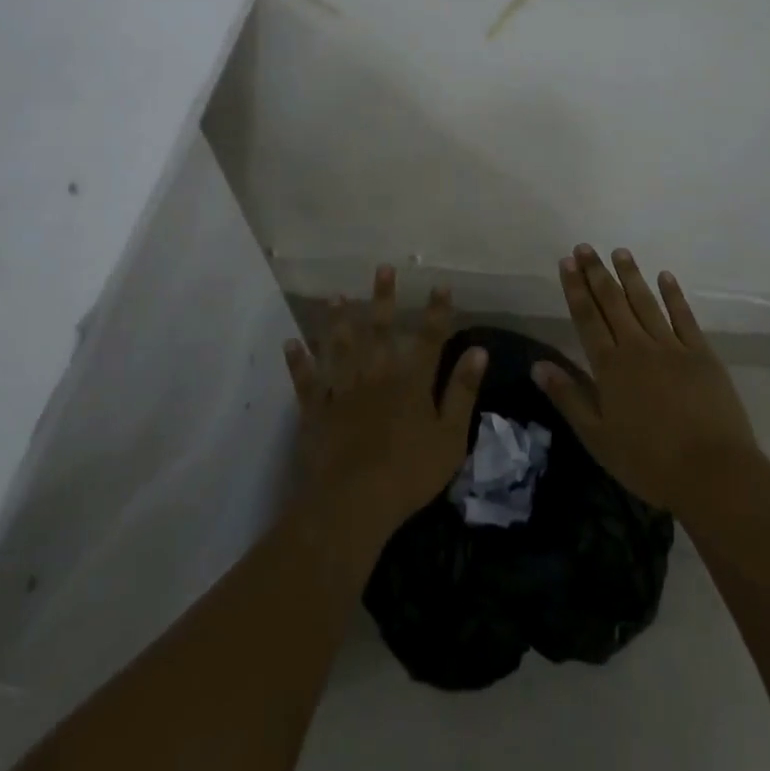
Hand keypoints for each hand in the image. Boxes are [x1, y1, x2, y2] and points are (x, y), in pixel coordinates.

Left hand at [283, 264, 486, 541]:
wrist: (354, 502)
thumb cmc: (409, 473)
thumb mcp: (450, 437)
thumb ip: (462, 392)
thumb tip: (479, 351)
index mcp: (411, 383)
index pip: (428, 339)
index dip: (436, 312)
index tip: (440, 284)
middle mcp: (376, 376)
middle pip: (380, 331)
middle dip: (383, 298)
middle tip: (382, 268)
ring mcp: (343, 391)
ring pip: (340, 348)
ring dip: (337, 321)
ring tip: (334, 296)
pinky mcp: (317, 411)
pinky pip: (306, 382)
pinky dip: (298, 362)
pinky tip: (290, 344)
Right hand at [532, 245, 757, 513]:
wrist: (712, 472)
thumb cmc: (648, 462)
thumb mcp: (597, 437)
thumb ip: (568, 397)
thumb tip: (537, 365)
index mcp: (610, 366)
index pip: (587, 318)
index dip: (575, 288)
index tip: (567, 262)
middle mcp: (637, 347)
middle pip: (613, 302)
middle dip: (597, 273)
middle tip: (585, 247)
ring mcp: (672, 347)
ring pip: (646, 302)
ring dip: (631, 275)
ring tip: (619, 251)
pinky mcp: (701, 354)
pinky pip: (684, 317)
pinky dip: (673, 295)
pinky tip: (665, 276)